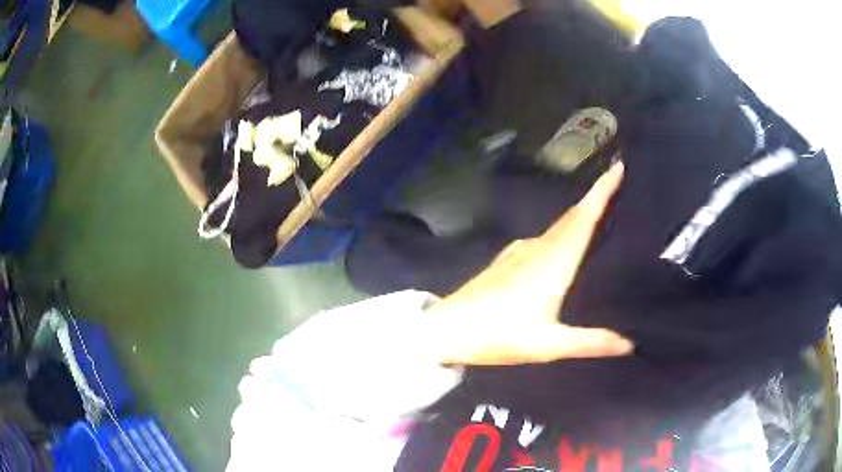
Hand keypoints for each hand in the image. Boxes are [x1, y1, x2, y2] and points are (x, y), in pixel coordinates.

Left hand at [428, 161, 632, 365]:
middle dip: (596, 197)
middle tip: (619, 186)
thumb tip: (630, 344)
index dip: (602, 190)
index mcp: (554, 261)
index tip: (618, 166)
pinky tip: (565, 246)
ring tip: (602, 217)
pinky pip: (543, 238)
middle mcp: (538, 247)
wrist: (447, 329)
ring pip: (558, 226)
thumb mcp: (549, 344)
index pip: (584, 217)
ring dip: (579, 216)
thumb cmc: (498, 335)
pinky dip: (561, 233)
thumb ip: (592, 342)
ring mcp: (519, 251)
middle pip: (573, 216)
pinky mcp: (507, 259)